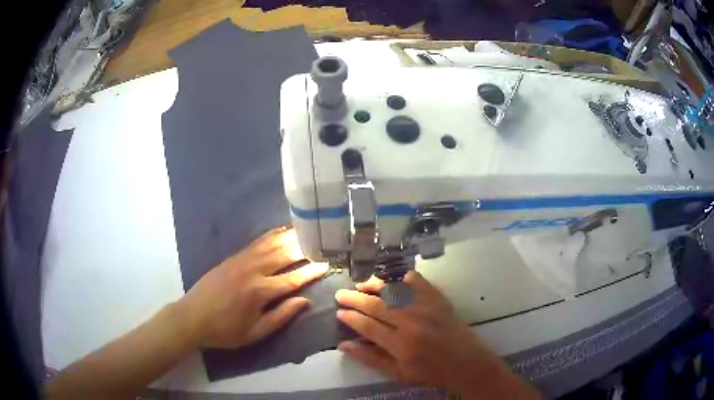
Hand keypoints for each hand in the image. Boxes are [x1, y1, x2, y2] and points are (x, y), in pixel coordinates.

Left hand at [177, 227, 327, 348]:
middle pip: (283, 254)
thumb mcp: (255, 333)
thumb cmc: (225, 331)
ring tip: (307, 231)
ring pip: (270, 244)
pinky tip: (281, 231)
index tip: (327, 264)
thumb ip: (281, 316)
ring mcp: (241, 261)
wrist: (192, 317)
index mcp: (259, 292)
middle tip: (322, 242)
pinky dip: (271, 235)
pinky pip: (256, 242)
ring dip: (290, 237)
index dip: (312, 271)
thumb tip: (305, 301)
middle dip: (304, 248)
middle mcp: (252, 271)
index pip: (293, 279)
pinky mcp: (232, 257)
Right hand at [335, 271, 538, 398]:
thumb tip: (344, 345)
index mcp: (401, 344)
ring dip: (375, 285)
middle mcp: (412, 323)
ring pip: (395, 291)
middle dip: (356, 299)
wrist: (466, 363)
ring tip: (361, 283)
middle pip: (378, 306)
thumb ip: (371, 359)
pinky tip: (395, 277)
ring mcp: (427, 308)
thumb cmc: (430, 372)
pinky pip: (420, 283)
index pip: (368, 326)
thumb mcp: (398, 373)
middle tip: (341, 293)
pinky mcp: (439, 301)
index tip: (339, 312)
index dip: (351, 318)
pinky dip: (406, 278)